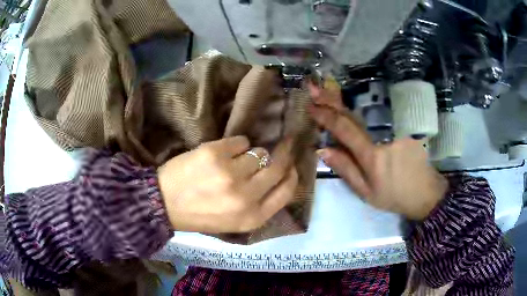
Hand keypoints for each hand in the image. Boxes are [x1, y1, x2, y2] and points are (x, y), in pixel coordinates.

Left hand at [157, 136, 297, 232]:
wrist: (165, 202)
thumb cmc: (201, 214)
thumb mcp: (235, 221)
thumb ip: (260, 204)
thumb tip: (280, 176)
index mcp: (252, 217)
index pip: (286, 191)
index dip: (292, 175)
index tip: (291, 165)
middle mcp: (245, 197)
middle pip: (277, 167)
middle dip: (282, 155)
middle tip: (283, 145)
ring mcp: (230, 174)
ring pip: (258, 152)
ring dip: (250, 155)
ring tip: (233, 161)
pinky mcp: (215, 153)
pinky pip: (241, 141)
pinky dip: (236, 145)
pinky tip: (222, 154)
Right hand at [308, 85, 447, 219]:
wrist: (425, 192)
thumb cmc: (394, 196)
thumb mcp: (366, 192)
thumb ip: (346, 170)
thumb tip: (324, 150)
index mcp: (372, 155)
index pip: (345, 129)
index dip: (326, 117)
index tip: (311, 107)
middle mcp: (383, 136)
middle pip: (353, 115)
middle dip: (331, 100)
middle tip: (314, 88)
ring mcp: (395, 129)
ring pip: (365, 114)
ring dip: (344, 103)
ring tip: (327, 93)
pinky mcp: (403, 127)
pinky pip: (377, 118)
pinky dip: (362, 112)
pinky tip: (351, 109)